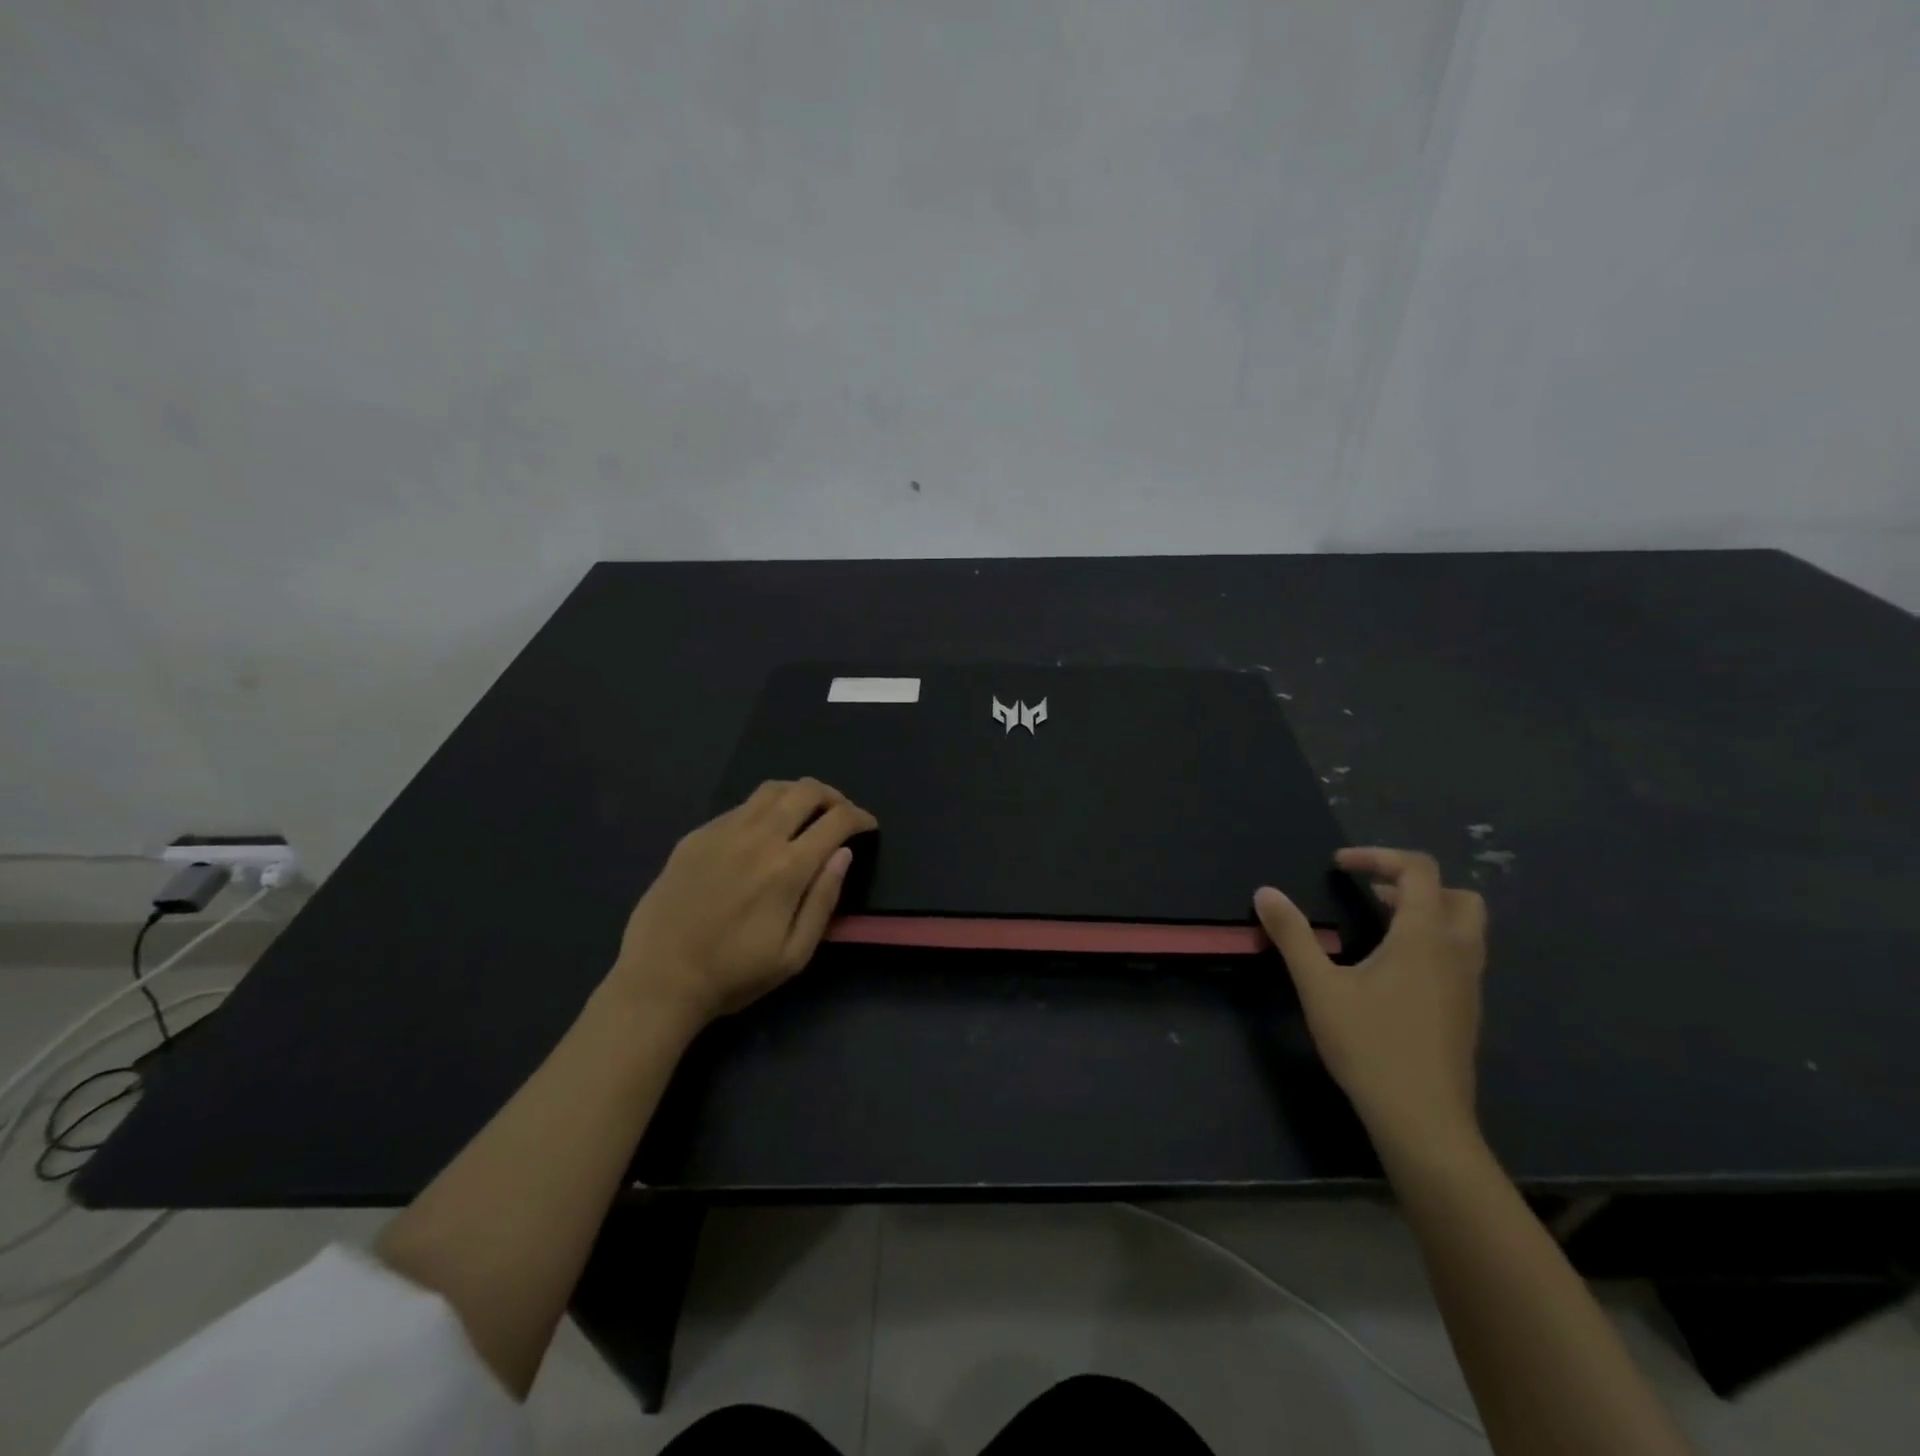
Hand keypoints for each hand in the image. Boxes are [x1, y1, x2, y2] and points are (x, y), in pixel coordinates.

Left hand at [608, 779, 876, 1026]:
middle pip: (806, 791)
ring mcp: (723, 831)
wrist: (659, 979)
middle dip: (834, 797)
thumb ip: (824, 900)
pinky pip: (740, 807)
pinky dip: (764, 809)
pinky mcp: (696, 836)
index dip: (860, 818)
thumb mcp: (794, 954)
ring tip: (805, 813)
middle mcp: (758, 837)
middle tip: (840, 815)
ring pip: (772, 789)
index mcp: (788, 868)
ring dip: (799, 794)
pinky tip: (761, 833)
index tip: (868, 826)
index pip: (836, 820)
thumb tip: (843, 854)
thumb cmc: (734, 975)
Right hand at [1254, 848, 1487, 1149]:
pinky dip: (1431, 943)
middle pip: (1457, 896)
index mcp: (1425, 937)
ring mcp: (1468, 986)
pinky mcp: (1466, 1012)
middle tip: (1372, 894)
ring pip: (1464, 929)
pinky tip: (1391, 970)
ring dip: (1426, 914)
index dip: (1378, 856)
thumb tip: (1265, 892)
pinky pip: (1459, 957)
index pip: (1419, 870)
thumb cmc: (1370, 1045)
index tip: (1340, 865)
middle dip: (1415, 884)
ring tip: (1379, 926)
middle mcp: (1456, 954)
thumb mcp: (1319, 986)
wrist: (1423, 1120)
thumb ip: (1292, 935)